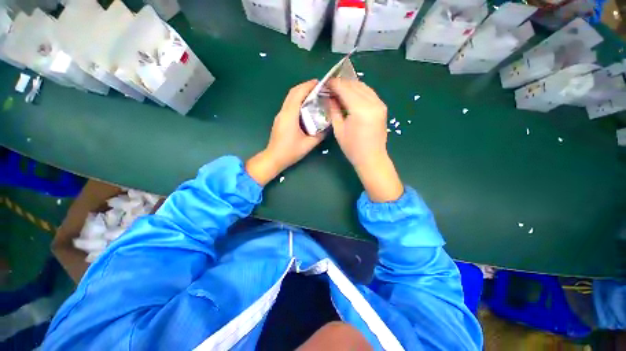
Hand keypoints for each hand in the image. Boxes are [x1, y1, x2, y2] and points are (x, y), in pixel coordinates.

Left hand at [246, 80, 325, 185]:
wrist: (273, 158)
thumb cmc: (290, 152)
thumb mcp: (308, 145)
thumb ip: (320, 135)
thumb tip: (328, 126)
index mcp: (290, 116)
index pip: (297, 94)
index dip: (307, 86)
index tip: (318, 83)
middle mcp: (283, 112)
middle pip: (292, 93)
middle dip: (304, 87)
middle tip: (318, 88)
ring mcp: (280, 115)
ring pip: (289, 98)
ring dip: (300, 93)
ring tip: (313, 95)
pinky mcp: (280, 119)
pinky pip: (288, 105)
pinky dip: (297, 100)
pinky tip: (305, 106)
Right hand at [328, 78, 402, 201]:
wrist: (371, 158)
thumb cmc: (352, 148)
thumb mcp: (338, 129)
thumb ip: (333, 110)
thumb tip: (329, 97)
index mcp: (360, 110)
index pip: (345, 89)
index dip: (334, 84)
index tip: (325, 83)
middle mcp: (372, 103)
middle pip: (355, 85)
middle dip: (341, 83)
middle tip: (330, 87)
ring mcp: (379, 104)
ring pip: (363, 87)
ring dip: (350, 86)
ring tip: (339, 90)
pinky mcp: (382, 107)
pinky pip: (369, 93)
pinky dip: (359, 91)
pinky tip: (351, 95)